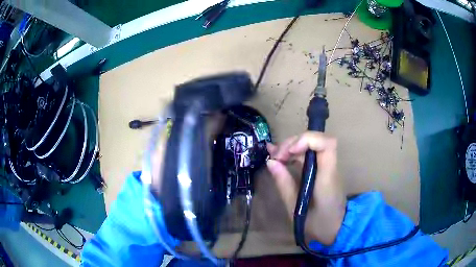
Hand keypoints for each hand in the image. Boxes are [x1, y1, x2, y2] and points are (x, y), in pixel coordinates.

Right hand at [266, 131, 345, 245]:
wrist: (337, 229)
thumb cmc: (318, 224)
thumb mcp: (296, 209)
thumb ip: (284, 184)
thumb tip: (270, 162)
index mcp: (327, 178)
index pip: (327, 144)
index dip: (307, 140)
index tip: (289, 151)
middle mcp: (330, 168)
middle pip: (316, 140)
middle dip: (293, 143)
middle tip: (275, 157)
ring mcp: (327, 168)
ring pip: (311, 145)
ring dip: (291, 147)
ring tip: (275, 157)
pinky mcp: (323, 171)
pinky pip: (309, 154)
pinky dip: (294, 152)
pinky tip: (280, 156)